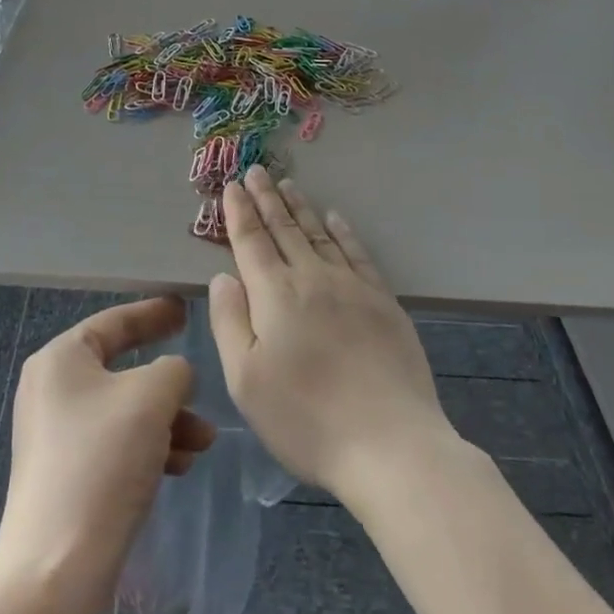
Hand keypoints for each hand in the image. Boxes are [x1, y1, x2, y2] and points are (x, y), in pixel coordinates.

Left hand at [0, 297, 215, 596]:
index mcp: (61, 359)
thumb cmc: (102, 462)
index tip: (185, 308)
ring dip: (168, 420)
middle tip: (200, 382)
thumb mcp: (152, 396)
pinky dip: (150, 447)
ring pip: (125, 411)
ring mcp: (57, 436)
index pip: (115, 321)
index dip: (153, 313)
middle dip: (169, 384)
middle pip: (123, 369)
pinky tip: (181, 466)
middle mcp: (52, 390)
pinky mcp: (66, 476)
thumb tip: (174, 376)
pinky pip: (116, 444)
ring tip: (204, 440)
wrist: (56, 571)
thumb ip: (174, 369)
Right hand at [208, 167, 454, 501]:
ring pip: (319, 234)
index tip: (232, 186)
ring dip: (300, 207)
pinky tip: (335, 218)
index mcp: (275, 295)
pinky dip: (343, 231)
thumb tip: (224, 275)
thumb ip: (229, 321)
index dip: (240, 212)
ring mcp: (351, 286)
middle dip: (267, 198)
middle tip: (256, 170)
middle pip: (284, 229)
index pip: (252, 241)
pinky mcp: (382, 301)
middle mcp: (312, 278)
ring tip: (288, 184)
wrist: (390, 442)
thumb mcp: (246, 381)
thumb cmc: (306, 418)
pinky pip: (357, 252)